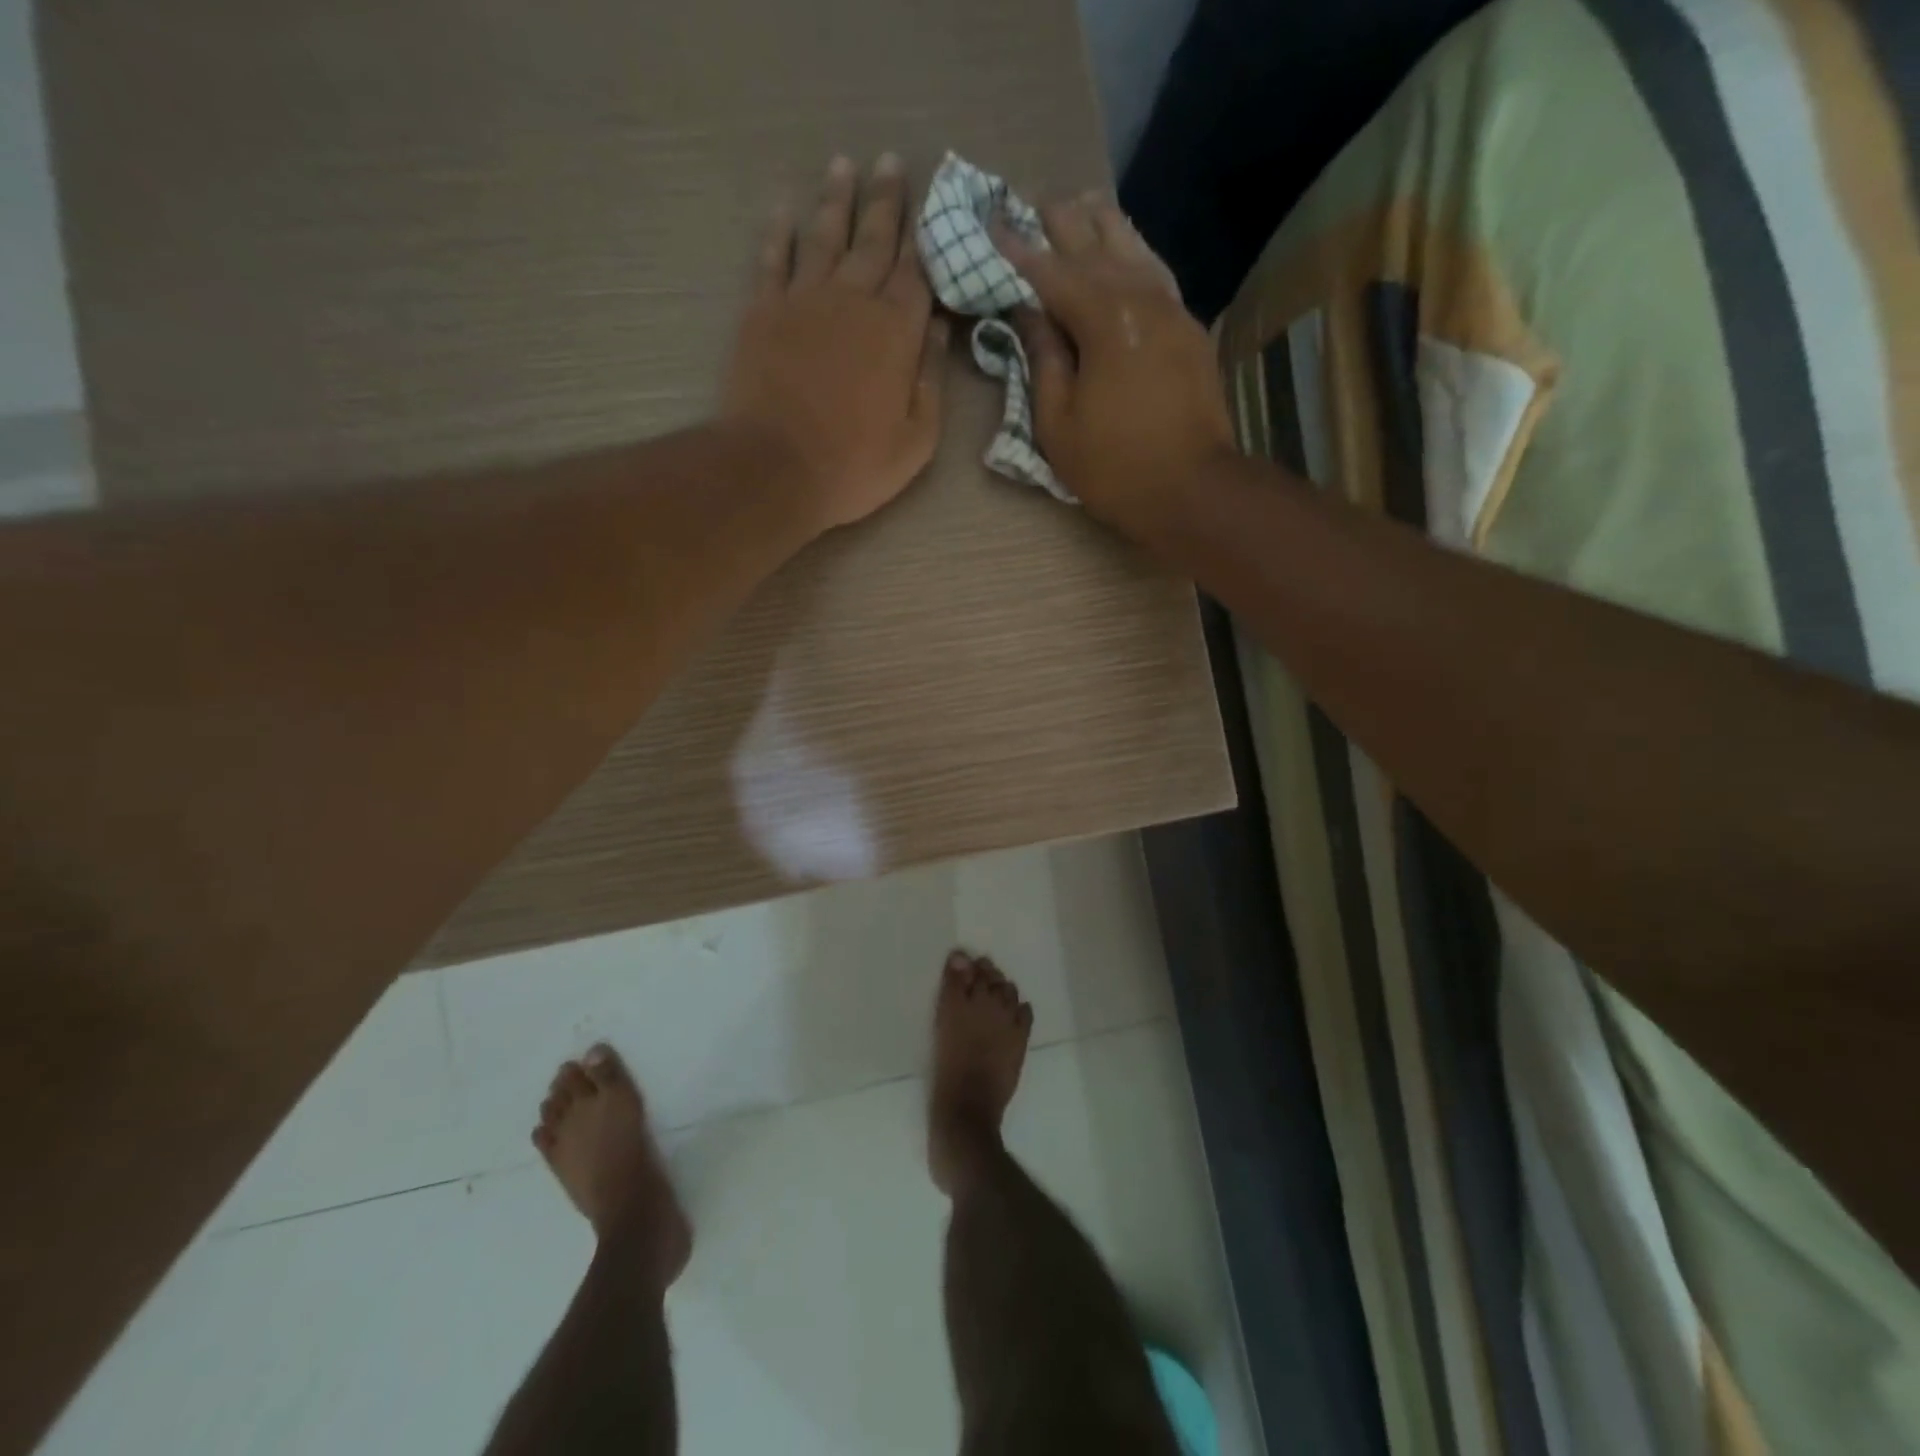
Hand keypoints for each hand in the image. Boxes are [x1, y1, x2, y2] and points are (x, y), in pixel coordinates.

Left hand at [723, 154, 949, 532]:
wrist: (776, 468)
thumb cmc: (855, 465)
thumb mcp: (916, 440)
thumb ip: (931, 382)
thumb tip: (941, 332)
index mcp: (897, 331)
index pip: (916, 273)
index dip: (926, 238)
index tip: (932, 204)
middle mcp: (853, 300)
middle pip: (873, 240)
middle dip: (885, 201)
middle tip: (891, 161)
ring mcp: (804, 301)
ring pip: (824, 236)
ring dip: (836, 200)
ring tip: (844, 165)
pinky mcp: (763, 312)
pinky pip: (773, 259)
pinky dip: (779, 231)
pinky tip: (785, 208)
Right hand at [994, 194, 1235, 535]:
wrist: (1192, 489)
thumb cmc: (1115, 467)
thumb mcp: (1058, 425)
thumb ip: (1044, 361)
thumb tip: (1030, 314)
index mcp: (1104, 321)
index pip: (1052, 273)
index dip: (1019, 249)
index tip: (992, 222)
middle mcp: (1141, 300)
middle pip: (1096, 247)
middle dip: (1062, 222)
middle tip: (1034, 200)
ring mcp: (1172, 310)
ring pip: (1134, 250)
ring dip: (1103, 224)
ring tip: (1081, 201)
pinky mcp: (1189, 330)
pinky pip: (1157, 274)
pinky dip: (1136, 253)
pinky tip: (1127, 247)